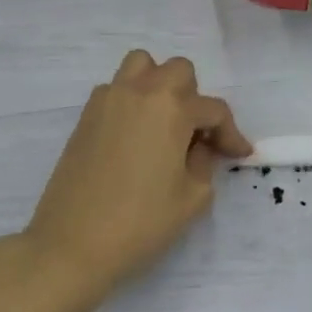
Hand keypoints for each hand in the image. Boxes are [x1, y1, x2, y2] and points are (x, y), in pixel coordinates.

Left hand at [14, 51, 250, 311]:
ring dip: (159, 86)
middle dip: (195, 98)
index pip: (213, 110)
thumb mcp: (192, 197)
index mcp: (171, 109)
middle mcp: (140, 92)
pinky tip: (136, 137)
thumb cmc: (140, 223)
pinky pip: (116, 90)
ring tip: (164, 124)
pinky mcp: (85, 117)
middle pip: (178, 71)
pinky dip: (132, 101)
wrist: (71, 244)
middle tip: (197, 136)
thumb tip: (198, 149)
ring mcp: (108, 100)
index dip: (231, 133)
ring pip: (141, 66)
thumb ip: (204, 163)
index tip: (239, 155)